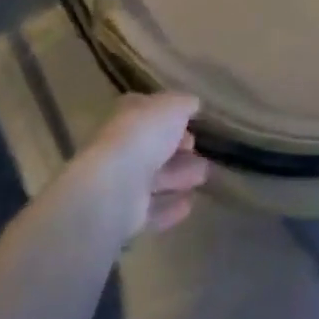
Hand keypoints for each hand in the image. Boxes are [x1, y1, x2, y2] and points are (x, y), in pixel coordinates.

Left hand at [82, 92, 210, 238]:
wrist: (115, 186)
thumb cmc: (143, 136)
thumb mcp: (172, 106)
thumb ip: (184, 104)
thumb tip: (192, 104)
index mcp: (127, 116)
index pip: (150, 113)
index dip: (172, 117)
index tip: (193, 125)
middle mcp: (122, 147)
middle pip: (154, 147)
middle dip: (178, 149)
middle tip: (200, 152)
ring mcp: (123, 182)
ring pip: (155, 178)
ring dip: (179, 176)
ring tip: (203, 176)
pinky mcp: (126, 215)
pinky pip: (153, 209)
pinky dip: (170, 206)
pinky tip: (189, 204)